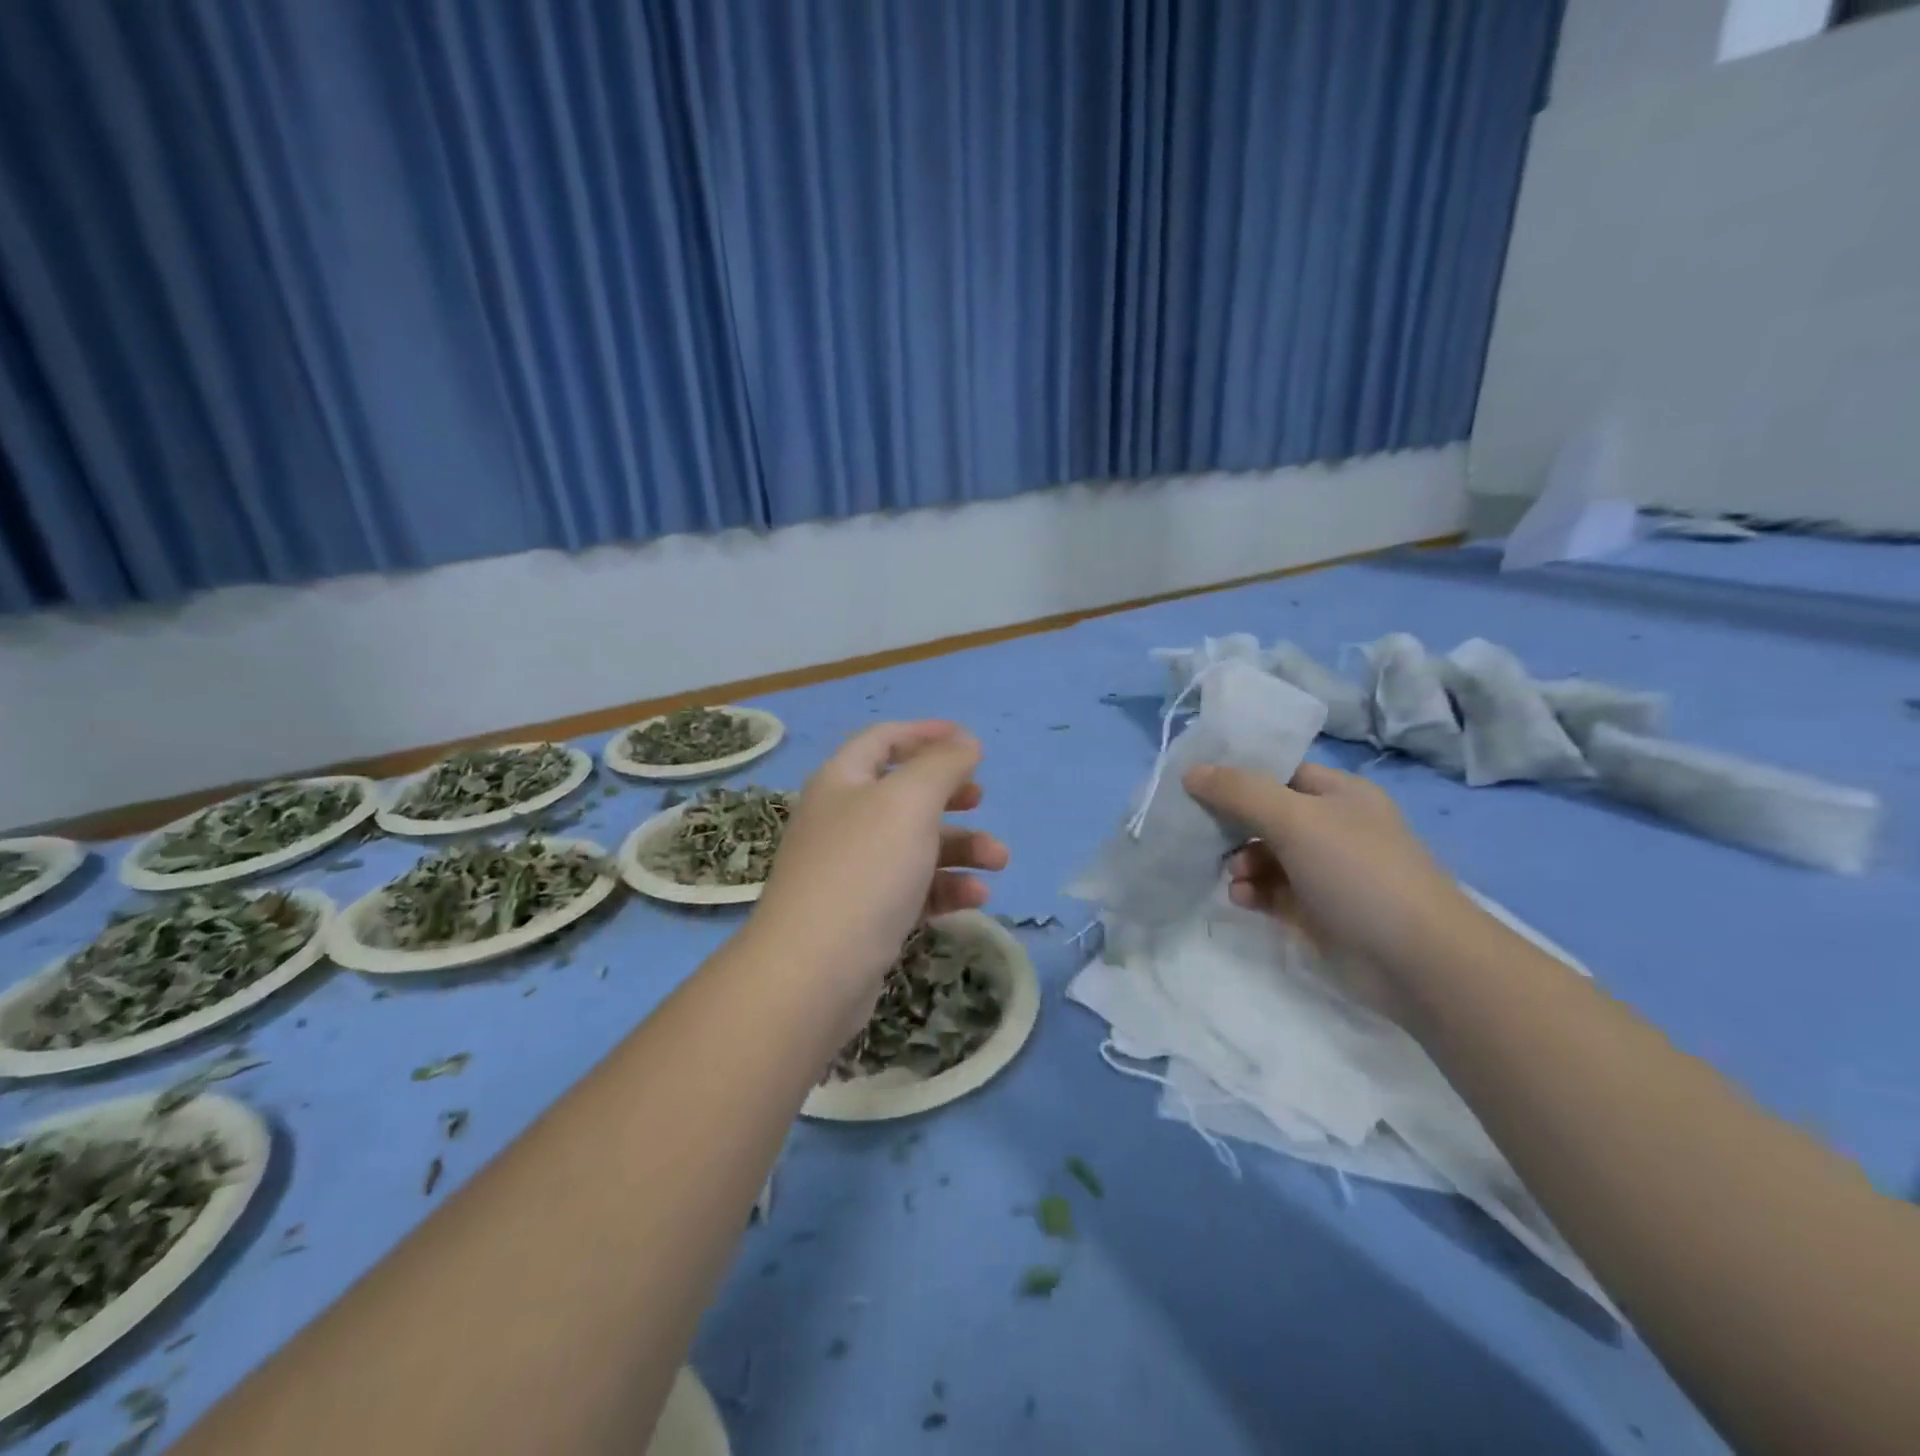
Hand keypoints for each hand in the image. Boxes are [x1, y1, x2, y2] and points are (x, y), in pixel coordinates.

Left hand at [750, 721, 1008, 1016]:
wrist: (813, 973)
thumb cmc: (864, 870)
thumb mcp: (909, 803)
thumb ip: (942, 765)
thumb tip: (964, 741)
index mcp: (842, 781)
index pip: (883, 740)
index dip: (926, 733)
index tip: (970, 740)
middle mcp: (842, 820)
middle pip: (903, 794)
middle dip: (949, 795)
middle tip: (981, 799)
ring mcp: (851, 870)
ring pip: (915, 844)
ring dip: (960, 847)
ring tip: (999, 860)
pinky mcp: (864, 914)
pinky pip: (912, 888)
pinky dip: (945, 887)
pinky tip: (976, 898)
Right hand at [1183, 760, 1465, 1016]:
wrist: (1416, 961)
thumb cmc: (1358, 872)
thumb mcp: (1295, 819)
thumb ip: (1239, 792)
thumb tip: (1192, 771)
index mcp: (1340, 794)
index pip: (1280, 772)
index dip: (1239, 774)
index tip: (1196, 784)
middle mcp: (1334, 828)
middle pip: (1268, 814)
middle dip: (1233, 824)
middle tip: (1203, 834)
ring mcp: (1327, 872)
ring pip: (1266, 856)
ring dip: (1241, 862)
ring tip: (1234, 877)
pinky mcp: (1318, 912)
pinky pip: (1272, 892)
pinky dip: (1253, 892)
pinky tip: (1242, 899)